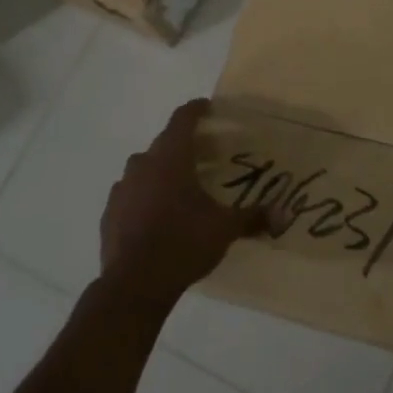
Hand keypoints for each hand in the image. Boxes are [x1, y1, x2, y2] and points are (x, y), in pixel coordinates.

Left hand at [98, 98, 267, 310]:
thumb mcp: (224, 229)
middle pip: (163, 143)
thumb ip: (253, 217)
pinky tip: (155, 215)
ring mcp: (121, 189)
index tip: (206, 107)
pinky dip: (143, 196)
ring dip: (160, 171)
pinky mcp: (109, 214)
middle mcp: (143, 165)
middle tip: (203, 154)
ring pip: (143, 168)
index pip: (182, 119)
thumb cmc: (183, 243)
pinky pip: (129, 194)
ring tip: (179, 186)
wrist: (134, 285)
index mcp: (171, 158)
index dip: (195, 110)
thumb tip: (283, 215)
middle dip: (182, 144)